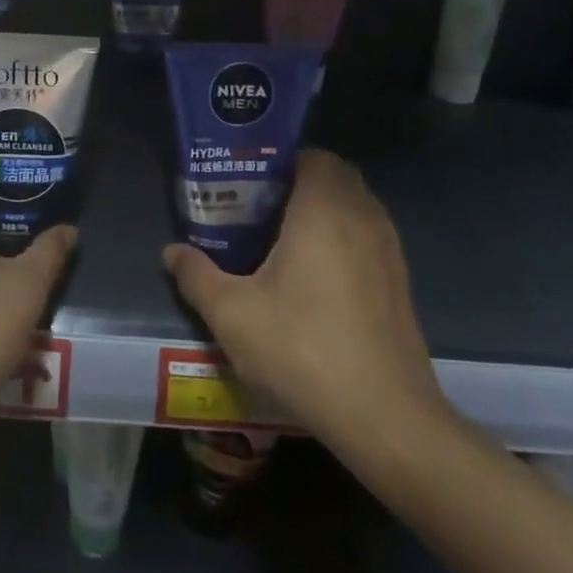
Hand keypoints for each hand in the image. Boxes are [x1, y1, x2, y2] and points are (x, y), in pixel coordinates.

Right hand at [163, 149, 450, 455]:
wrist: (384, 415)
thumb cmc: (302, 349)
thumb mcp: (232, 314)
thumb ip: (197, 276)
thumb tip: (171, 252)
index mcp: (324, 210)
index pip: (312, 156)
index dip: (279, 161)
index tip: (249, 182)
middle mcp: (363, 217)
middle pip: (335, 176)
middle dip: (299, 183)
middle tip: (259, 208)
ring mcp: (389, 249)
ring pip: (355, 206)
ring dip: (323, 210)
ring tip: (281, 240)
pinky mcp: (400, 281)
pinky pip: (368, 236)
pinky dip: (343, 238)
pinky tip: (314, 277)